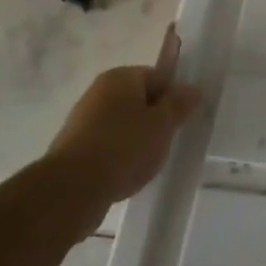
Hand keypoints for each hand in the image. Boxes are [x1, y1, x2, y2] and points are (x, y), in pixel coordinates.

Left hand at [45, 25, 200, 219]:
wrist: (72, 189)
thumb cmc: (124, 146)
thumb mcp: (163, 124)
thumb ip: (180, 104)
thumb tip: (193, 88)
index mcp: (120, 77)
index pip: (157, 76)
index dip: (172, 96)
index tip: (181, 119)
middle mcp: (98, 92)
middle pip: (139, 100)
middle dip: (155, 119)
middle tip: (167, 140)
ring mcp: (82, 120)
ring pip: (123, 124)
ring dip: (137, 139)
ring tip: (147, 161)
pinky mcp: (74, 148)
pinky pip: (107, 144)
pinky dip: (119, 155)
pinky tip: (127, 173)